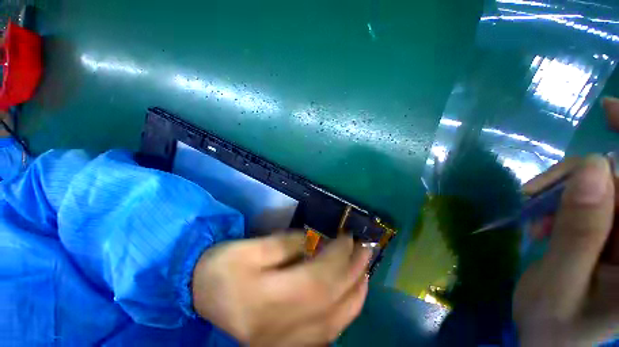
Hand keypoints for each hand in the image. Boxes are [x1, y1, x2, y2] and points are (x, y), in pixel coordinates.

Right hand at [191, 232, 370, 346]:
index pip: (318, 277)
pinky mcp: (284, 345)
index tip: (349, 236)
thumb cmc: (224, 265)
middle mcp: (280, 328)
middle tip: (366, 249)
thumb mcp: (252, 247)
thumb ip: (288, 243)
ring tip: (365, 271)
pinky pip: (326, 335)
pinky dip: (345, 315)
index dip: (339, 255)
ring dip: (355, 295)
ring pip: (334, 324)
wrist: (200, 293)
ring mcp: (284, 343)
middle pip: (331, 301)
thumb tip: (317, 240)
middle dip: (354, 271)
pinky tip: (350, 298)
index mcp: (267, 299)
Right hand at [513, 98, 618, 344]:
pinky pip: (590, 203)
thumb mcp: (559, 282)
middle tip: (538, 192)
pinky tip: (545, 221)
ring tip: (537, 219)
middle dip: (580, 179)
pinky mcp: (609, 234)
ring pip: (602, 190)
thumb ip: (580, 231)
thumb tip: (590, 169)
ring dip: (565, 197)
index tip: (608, 110)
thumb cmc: (551, 325)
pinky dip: (563, 205)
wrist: (547, 337)